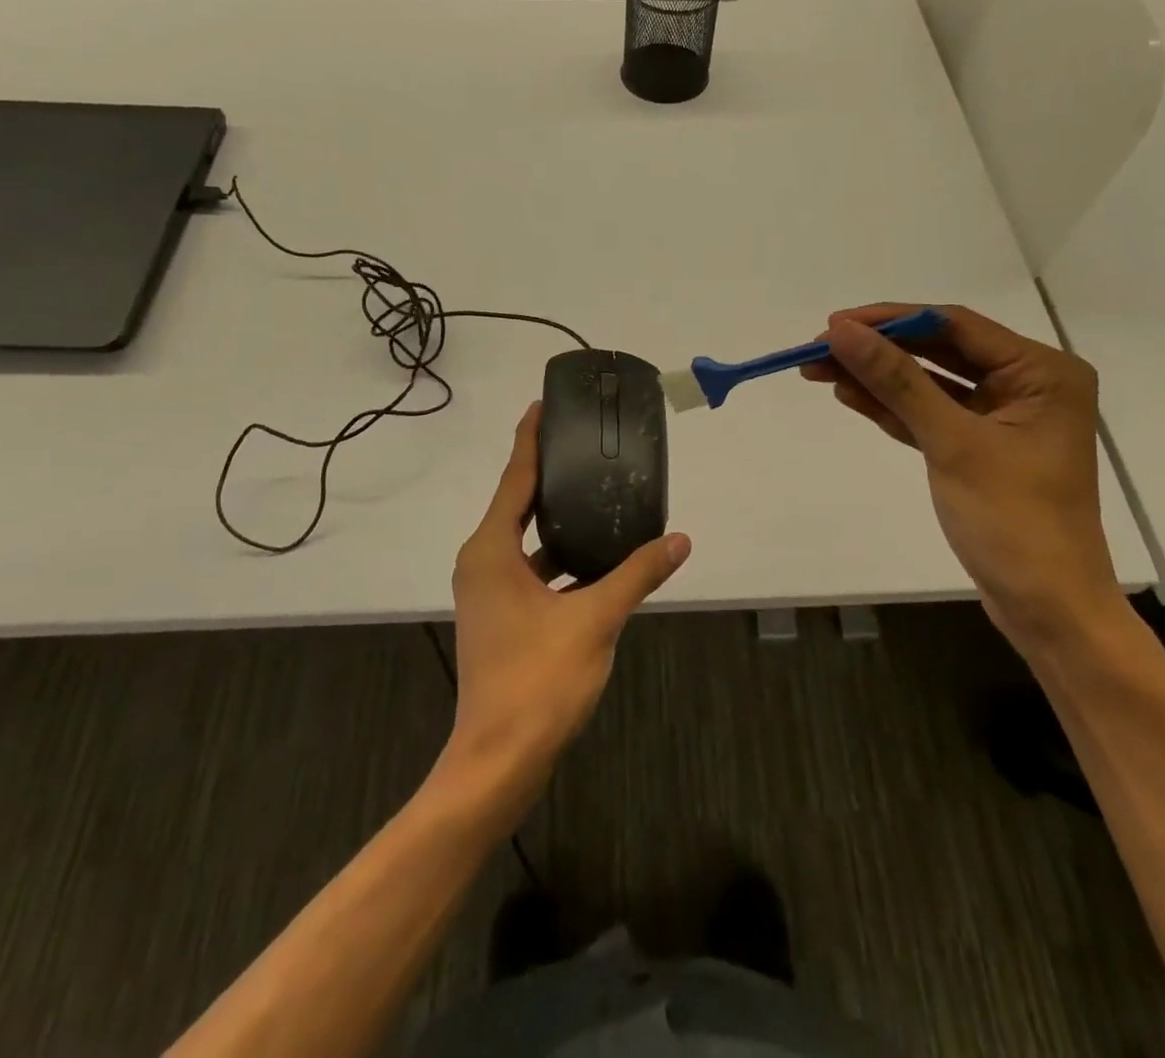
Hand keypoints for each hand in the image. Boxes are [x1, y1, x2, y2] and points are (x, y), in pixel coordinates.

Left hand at [445, 403, 691, 782]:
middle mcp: (483, 563)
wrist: (499, 761)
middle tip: (583, 443)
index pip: (515, 478)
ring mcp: (489, 593)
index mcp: (491, 550)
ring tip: (598, 495)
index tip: (542, 404)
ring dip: (558, 523)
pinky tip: (597, 560)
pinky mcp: (501, 618)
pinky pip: (531, 571)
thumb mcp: (595, 619)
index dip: (529, 439)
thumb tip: (680, 541)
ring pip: (526, 542)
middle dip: (548, 474)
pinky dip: (559, 561)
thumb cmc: (539, 679)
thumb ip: (637, 574)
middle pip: (518, 504)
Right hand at [801, 303, 1124, 652]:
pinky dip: (891, 407)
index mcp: (1041, 372)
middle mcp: (1026, 384)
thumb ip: (896, 381)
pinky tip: (848, 394)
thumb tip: (842, 331)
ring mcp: (1002, 417)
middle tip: (817, 348)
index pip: (955, 325)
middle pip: (939, 350)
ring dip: (876, 378)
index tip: (834, 324)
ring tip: (817, 369)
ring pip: (929, 383)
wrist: (1046, 609)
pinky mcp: (979, 447)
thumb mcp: (951, 443)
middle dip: (878, 350)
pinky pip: (929, 414)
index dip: (890, 320)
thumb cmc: (1013, 521)